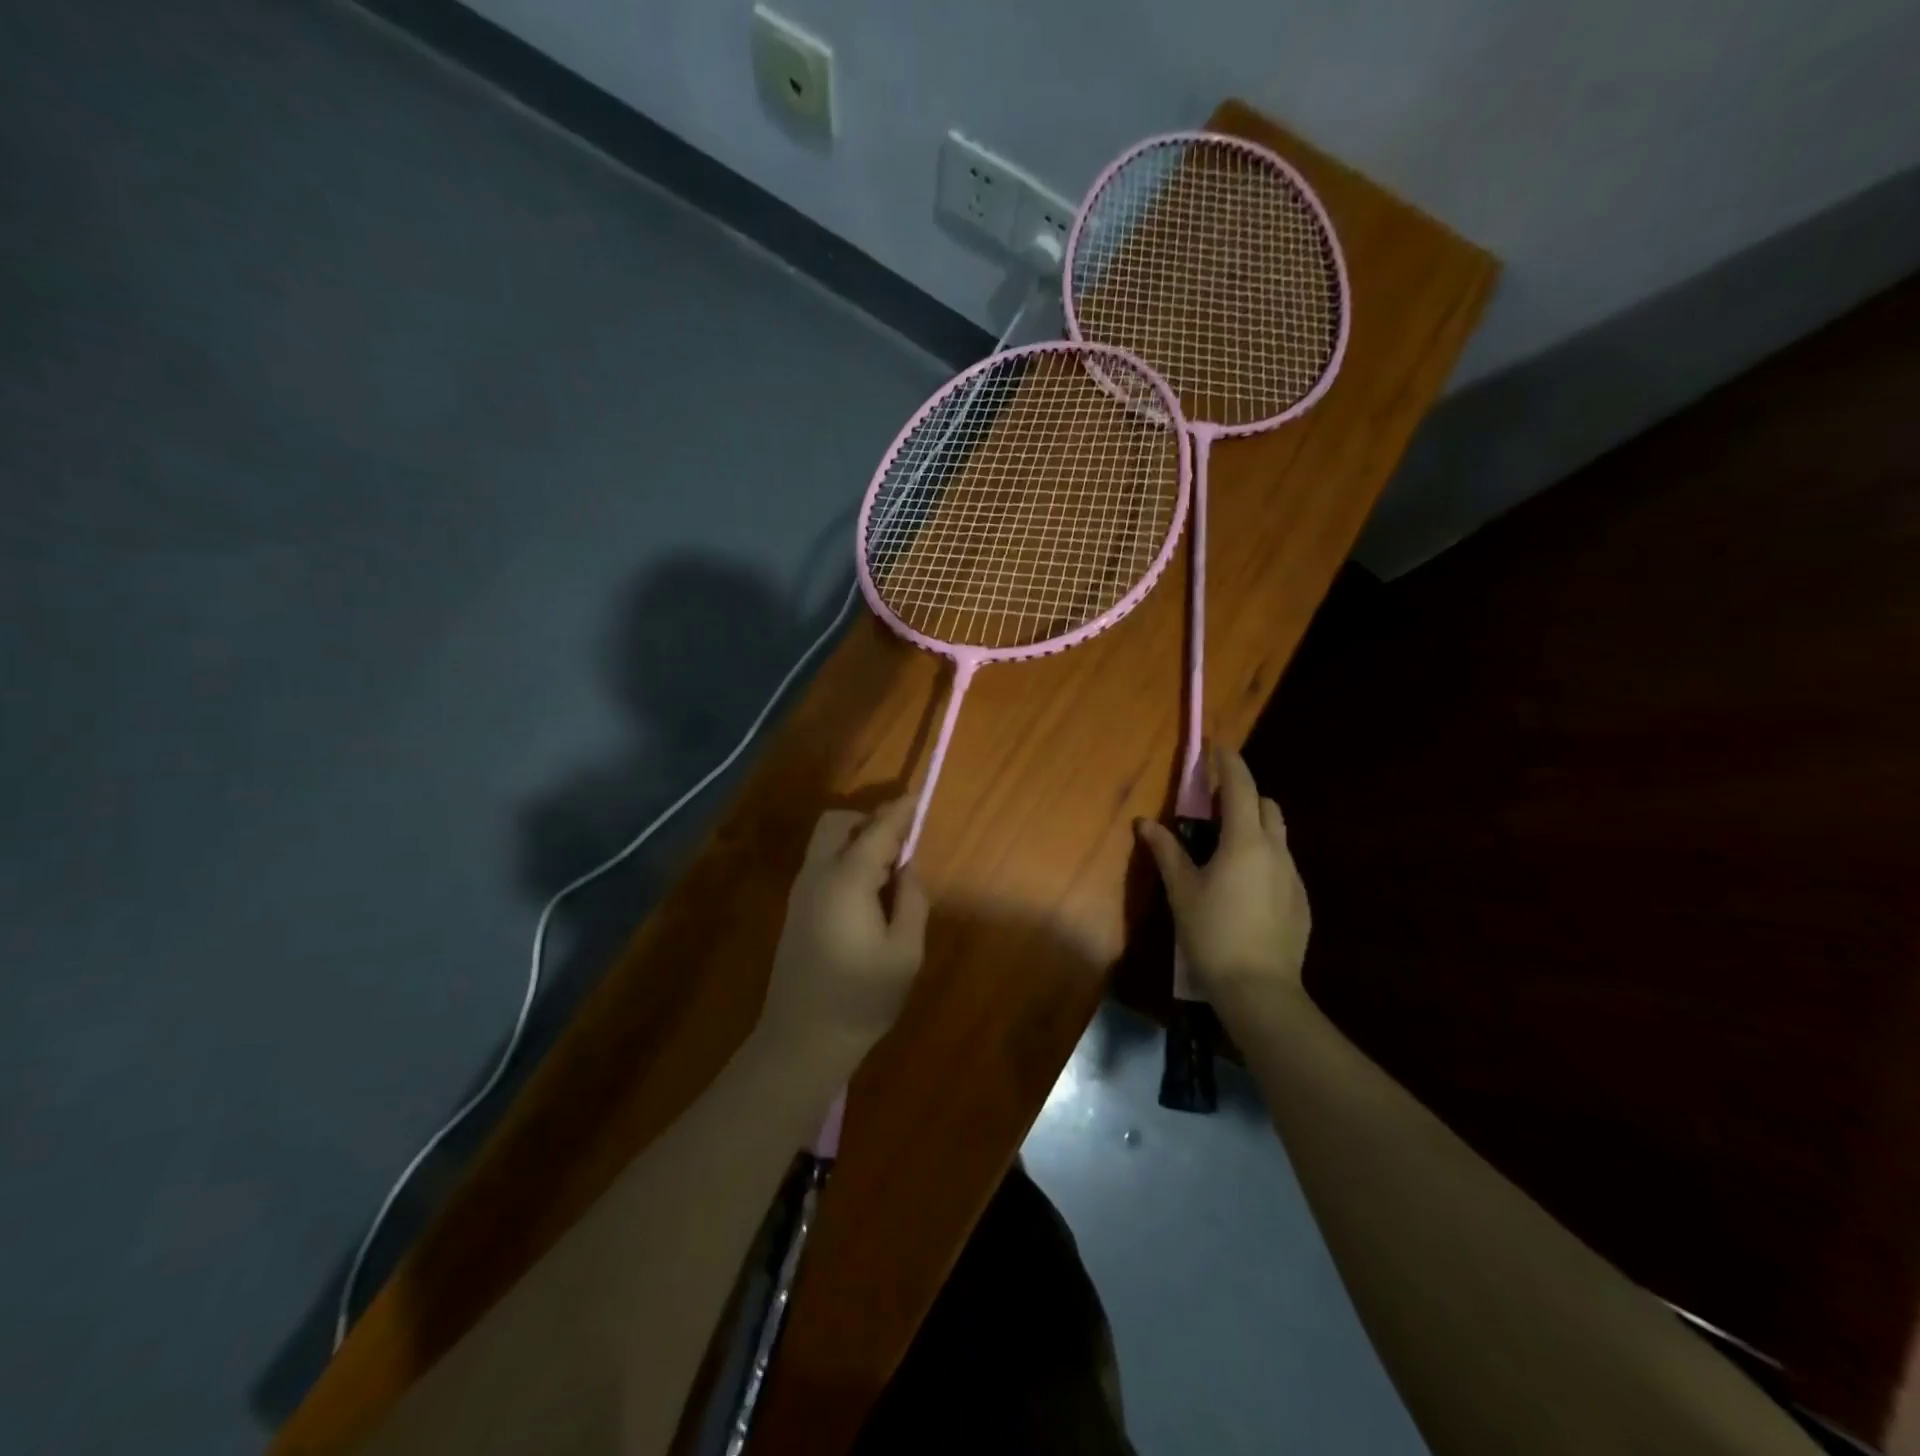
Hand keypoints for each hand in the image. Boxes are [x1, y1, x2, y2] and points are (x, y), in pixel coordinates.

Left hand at [761, 800, 930, 1065]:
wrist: (802, 1040)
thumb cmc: (862, 998)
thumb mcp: (905, 952)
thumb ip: (912, 900)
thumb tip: (907, 867)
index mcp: (847, 881)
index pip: (876, 830)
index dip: (900, 811)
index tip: (919, 798)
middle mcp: (817, 875)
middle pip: (837, 823)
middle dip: (869, 820)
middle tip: (902, 843)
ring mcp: (800, 891)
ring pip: (826, 842)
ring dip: (856, 839)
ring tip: (889, 870)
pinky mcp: (795, 909)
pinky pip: (821, 863)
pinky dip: (845, 858)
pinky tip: (867, 890)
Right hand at [1135, 746, 1310, 1013]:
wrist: (1260, 989)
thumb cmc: (1213, 934)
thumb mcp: (1182, 891)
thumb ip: (1166, 851)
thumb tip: (1146, 823)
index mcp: (1245, 842)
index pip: (1240, 786)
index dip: (1228, 763)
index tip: (1215, 748)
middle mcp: (1275, 851)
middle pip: (1265, 805)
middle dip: (1242, 794)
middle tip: (1212, 805)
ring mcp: (1293, 876)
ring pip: (1277, 835)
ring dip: (1254, 826)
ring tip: (1225, 848)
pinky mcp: (1301, 901)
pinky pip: (1281, 864)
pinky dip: (1263, 857)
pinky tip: (1243, 887)